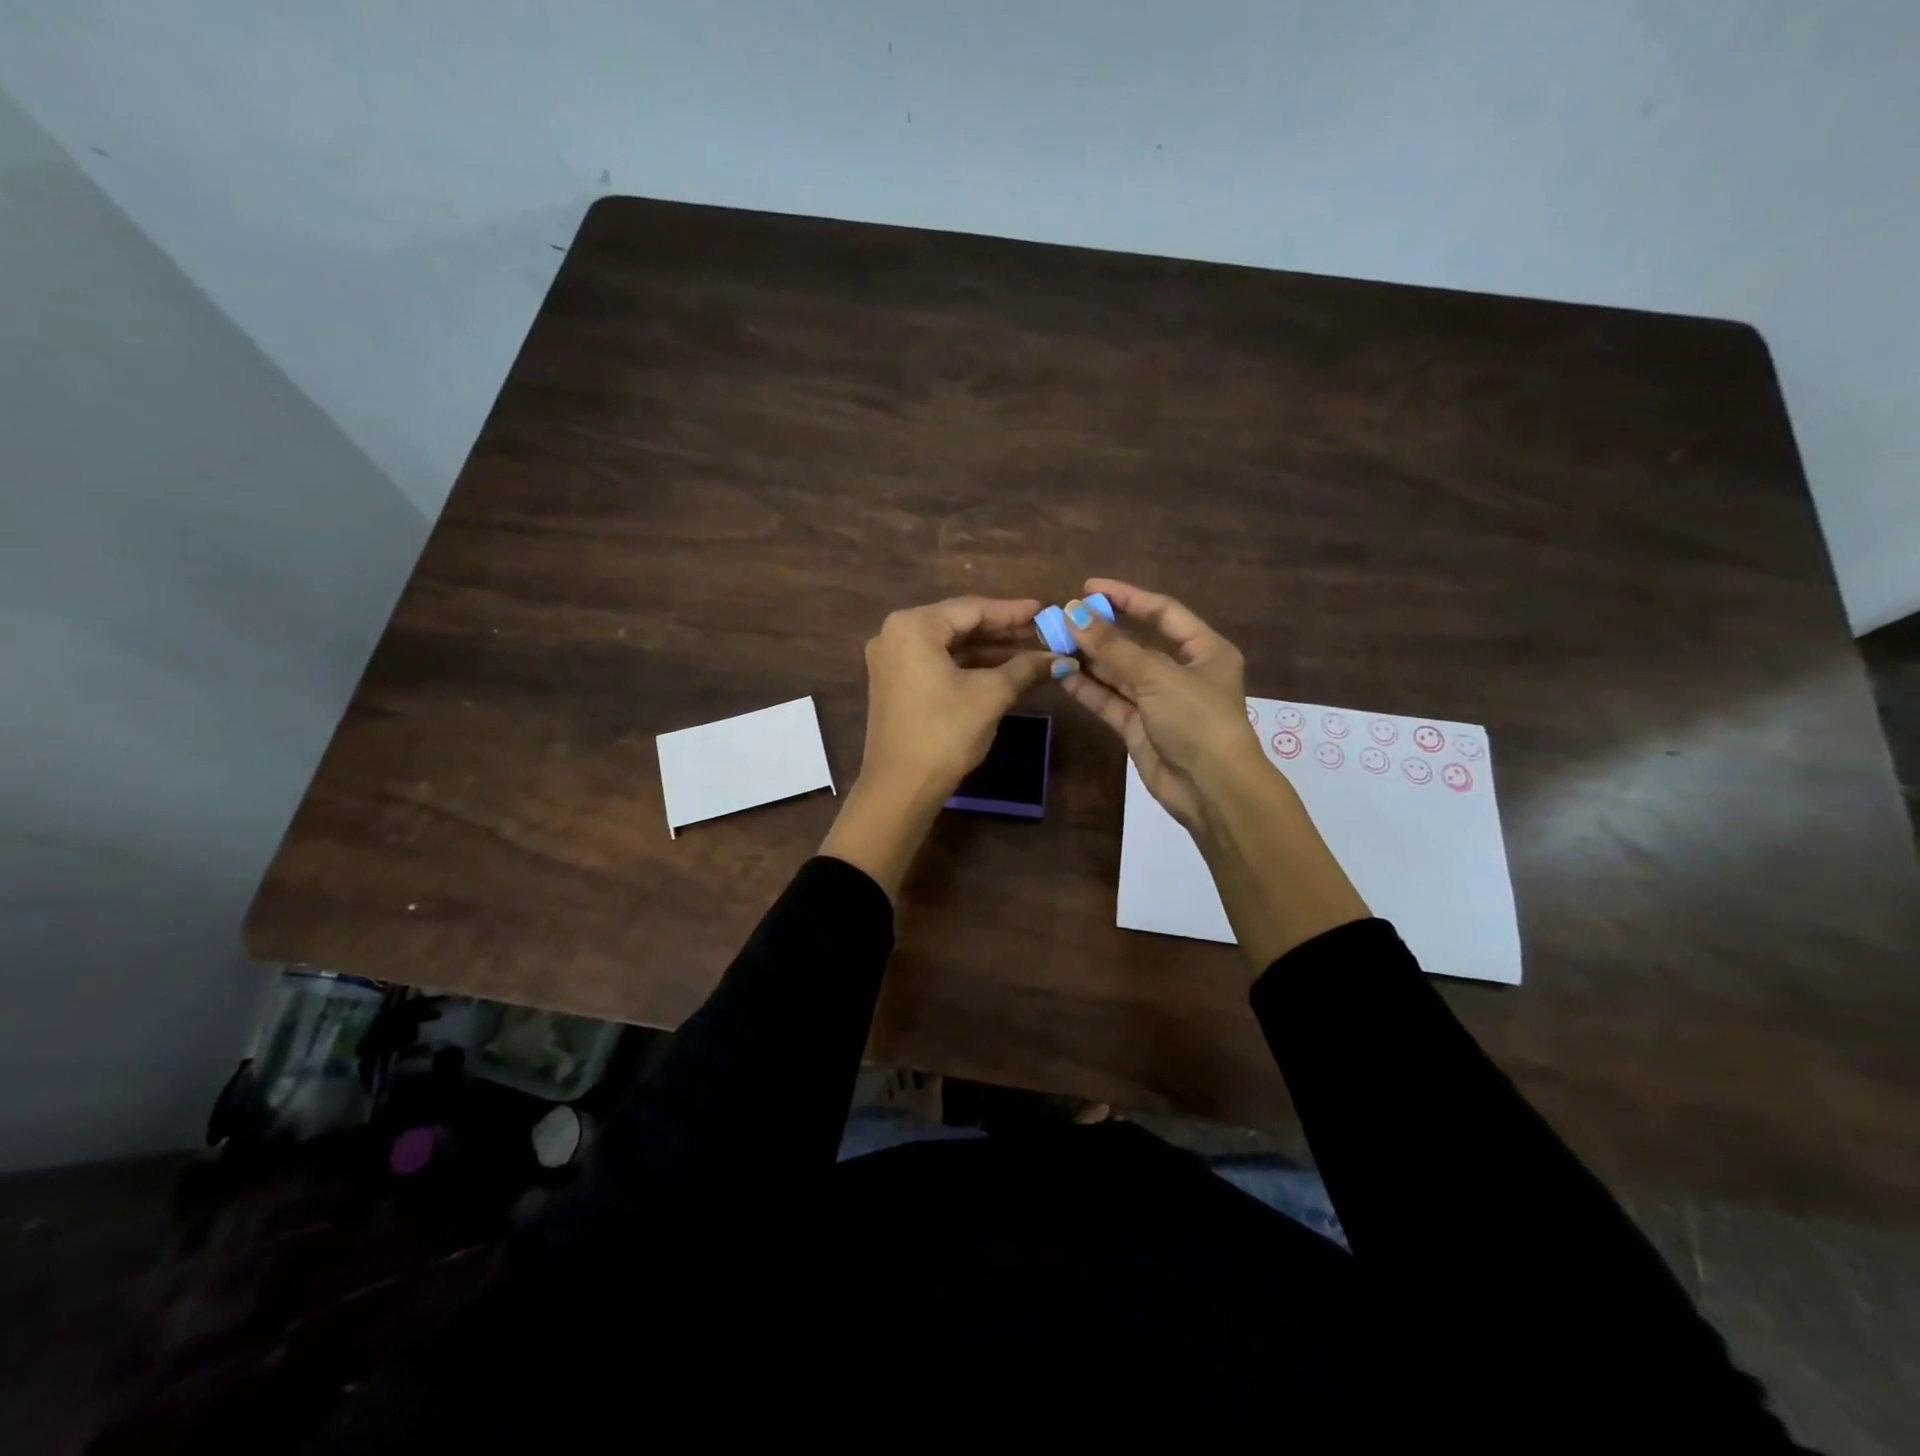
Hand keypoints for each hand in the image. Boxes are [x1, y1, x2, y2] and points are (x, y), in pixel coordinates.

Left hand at [857, 596, 1065, 798]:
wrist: (902, 786)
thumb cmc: (945, 732)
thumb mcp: (991, 695)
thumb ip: (1025, 668)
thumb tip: (1061, 659)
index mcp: (913, 626)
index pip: (972, 609)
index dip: (1012, 611)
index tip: (1045, 610)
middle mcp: (896, 635)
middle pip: (959, 625)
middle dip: (1003, 631)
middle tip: (1042, 630)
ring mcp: (892, 661)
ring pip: (950, 646)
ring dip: (989, 650)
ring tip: (1031, 651)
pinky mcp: (896, 684)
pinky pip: (938, 663)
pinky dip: (969, 666)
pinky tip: (1003, 669)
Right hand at [1057, 578, 1264, 828]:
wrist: (1211, 789)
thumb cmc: (1197, 720)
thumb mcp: (1157, 676)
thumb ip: (1113, 646)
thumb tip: (1073, 613)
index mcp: (1204, 650)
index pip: (1162, 612)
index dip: (1127, 597)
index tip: (1089, 588)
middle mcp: (1182, 672)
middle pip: (1135, 643)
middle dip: (1100, 632)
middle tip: (1062, 619)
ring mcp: (1158, 702)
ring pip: (1118, 673)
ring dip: (1088, 659)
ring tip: (1053, 643)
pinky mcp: (1138, 728)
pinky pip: (1110, 700)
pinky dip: (1087, 688)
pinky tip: (1061, 673)